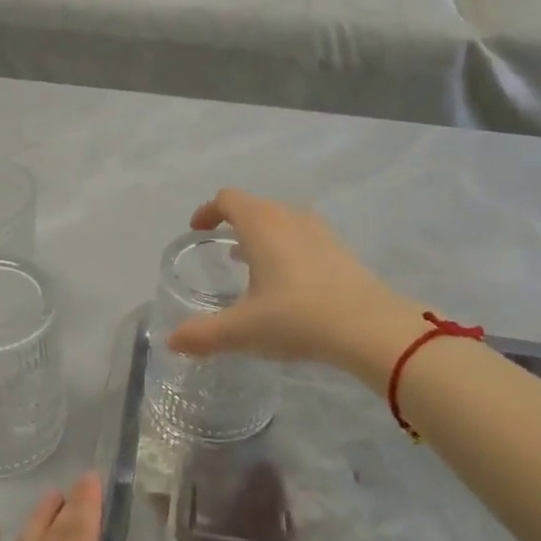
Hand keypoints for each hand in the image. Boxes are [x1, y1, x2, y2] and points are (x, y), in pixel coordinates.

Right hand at [165, 189, 427, 387]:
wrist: (369, 327)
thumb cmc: (296, 317)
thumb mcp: (242, 330)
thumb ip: (203, 334)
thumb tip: (171, 341)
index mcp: (260, 225)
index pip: (227, 199)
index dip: (208, 210)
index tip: (197, 229)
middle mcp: (289, 217)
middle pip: (255, 206)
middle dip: (234, 222)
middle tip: (222, 247)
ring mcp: (319, 231)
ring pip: (282, 220)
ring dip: (263, 234)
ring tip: (252, 262)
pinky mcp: (340, 250)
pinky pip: (303, 236)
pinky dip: (287, 247)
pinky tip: (288, 280)